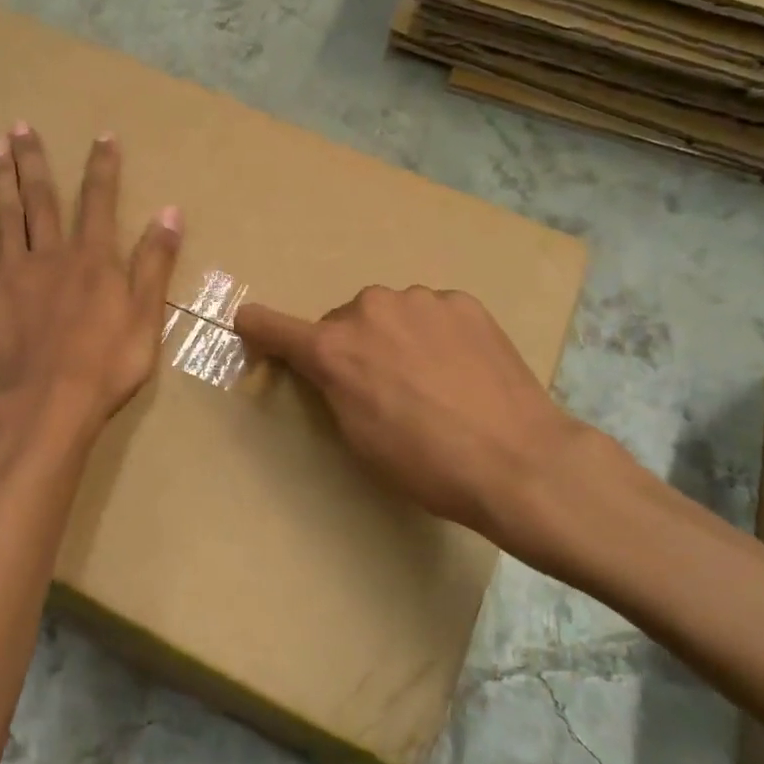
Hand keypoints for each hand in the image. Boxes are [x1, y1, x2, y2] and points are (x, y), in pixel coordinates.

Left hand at [0, 124, 181, 443]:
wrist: (51, 405)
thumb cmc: (108, 365)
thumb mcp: (147, 316)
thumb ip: (155, 263)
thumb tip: (170, 212)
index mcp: (93, 259)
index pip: (99, 202)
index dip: (102, 167)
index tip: (102, 136)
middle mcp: (50, 255)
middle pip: (42, 199)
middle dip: (35, 161)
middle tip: (21, 126)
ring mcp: (12, 274)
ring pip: (4, 216)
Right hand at [234, 287, 605, 549]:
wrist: (516, 459)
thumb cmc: (424, 463)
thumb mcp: (358, 436)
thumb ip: (333, 388)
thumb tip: (333, 367)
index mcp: (334, 349)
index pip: (275, 327)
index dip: (258, 327)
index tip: (247, 322)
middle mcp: (369, 310)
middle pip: (344, 323)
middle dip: (353, 347)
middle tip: (381, 387)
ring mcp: (419, 300)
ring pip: (390, 314)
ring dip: (395, 337)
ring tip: (430, 380)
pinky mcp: (461, 302)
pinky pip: (430, 314)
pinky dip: (434, 334)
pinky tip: (460, 368)